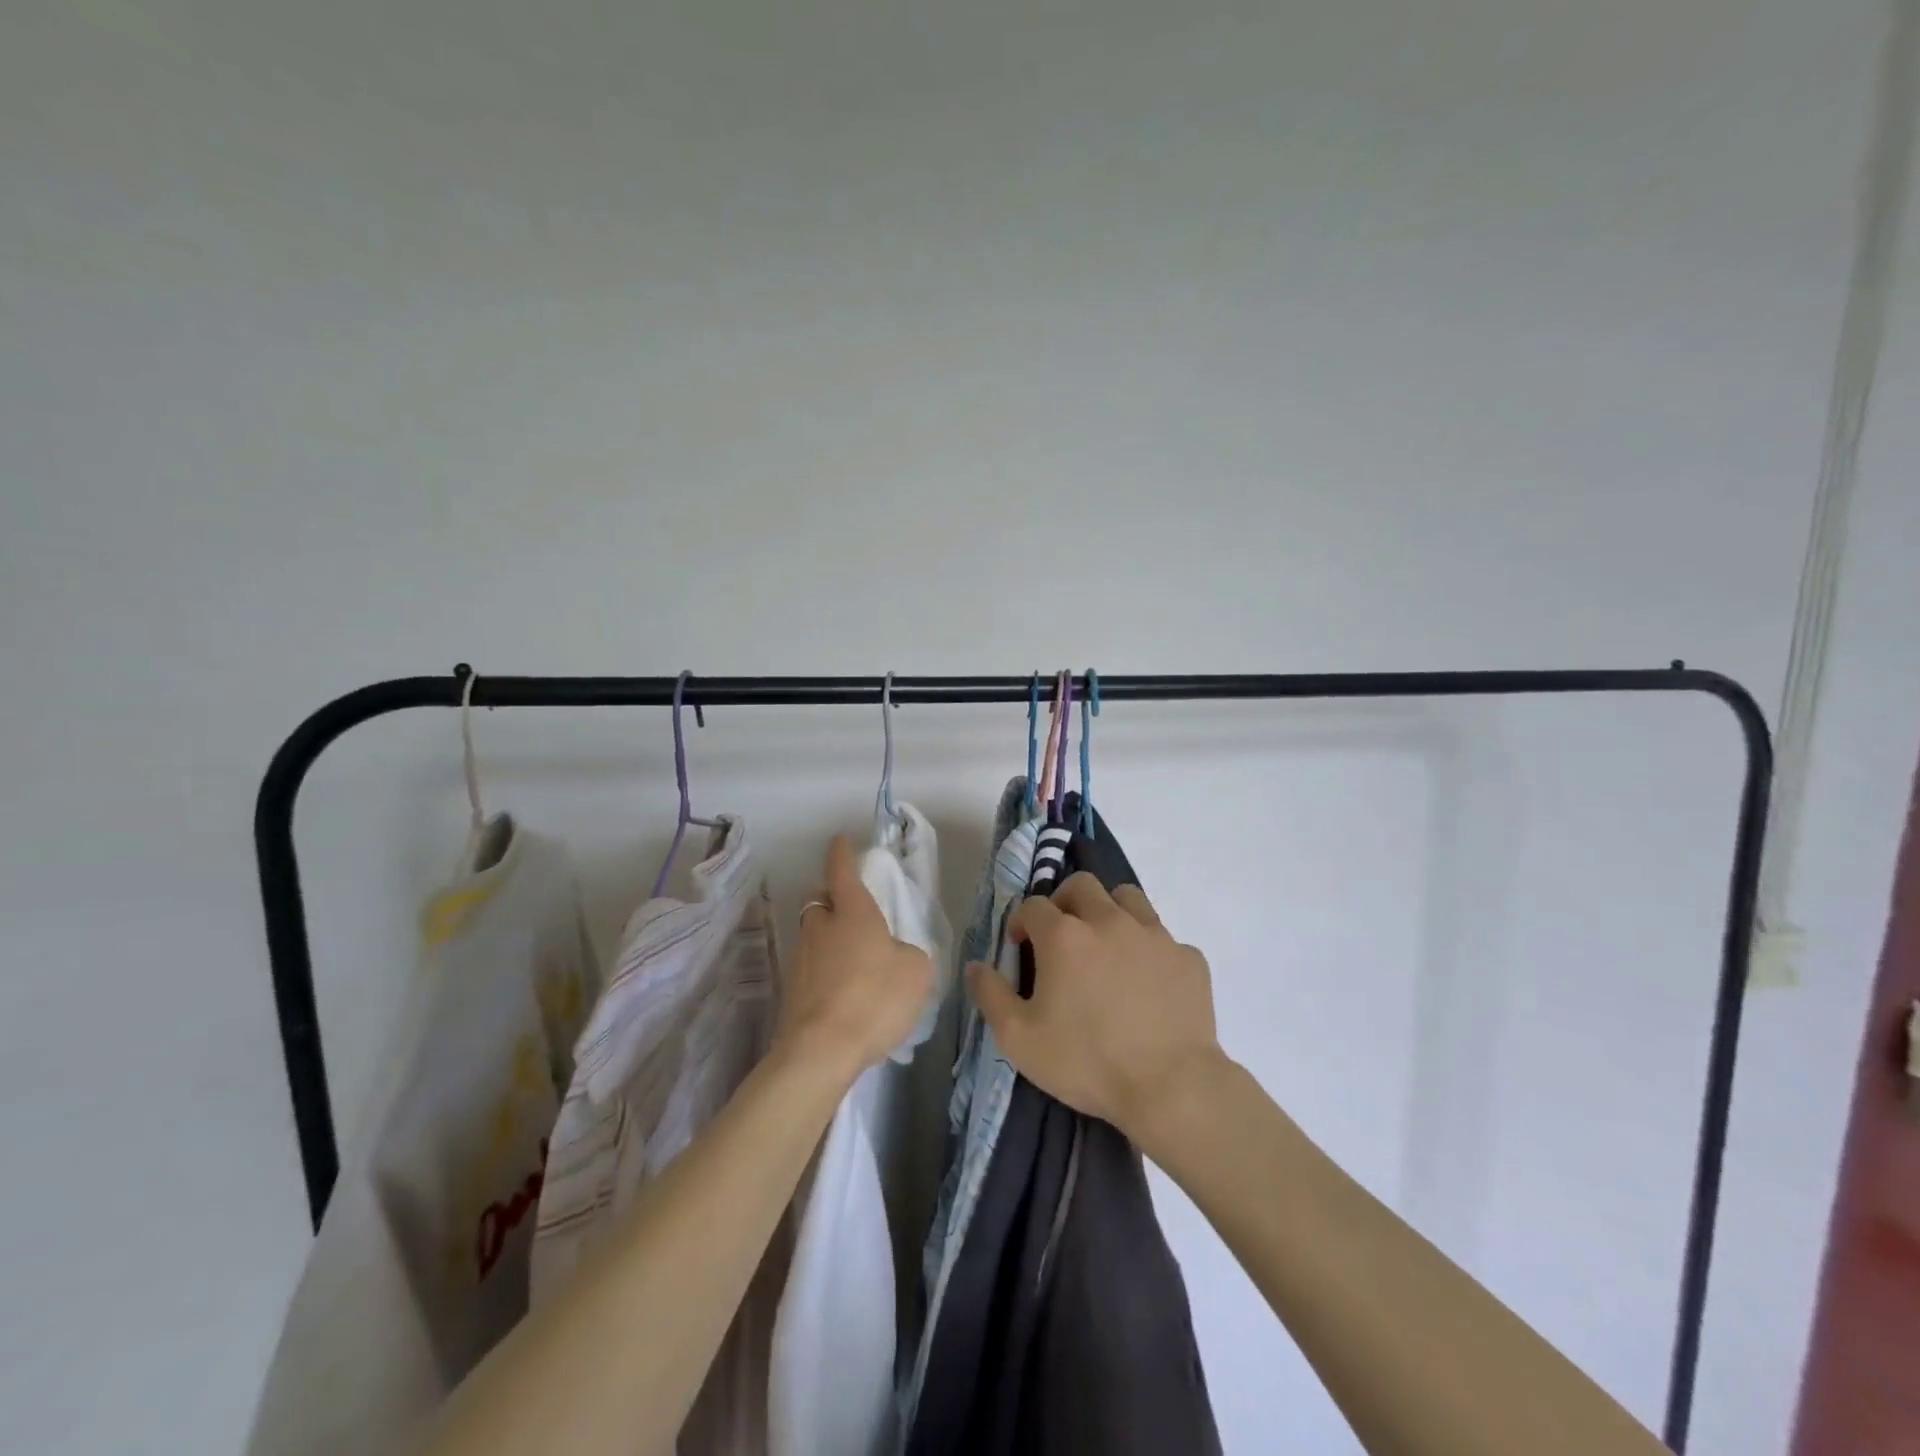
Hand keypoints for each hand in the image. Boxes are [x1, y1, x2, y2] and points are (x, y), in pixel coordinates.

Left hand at [777, 834, 934, 1081]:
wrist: (821, 1051)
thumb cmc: (874, 998)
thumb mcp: (915, 972)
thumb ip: (908, 954)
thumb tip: (896, 955)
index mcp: (852, 911)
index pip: (841, 869)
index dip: (842, 853)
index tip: (841, 841)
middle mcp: (820, 927)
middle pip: (820, 900)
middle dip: (833, 900)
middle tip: (854, 913)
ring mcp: (800, 958)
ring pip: (813, 934)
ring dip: (829, 938)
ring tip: (854, 961)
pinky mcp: (791, 990)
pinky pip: (811, 967)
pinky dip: (825, 970)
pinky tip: (844, 992)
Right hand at [967, 873, 1222, 1140]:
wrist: (1171, 1087)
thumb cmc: (1087, 1062)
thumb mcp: (1019, 1039)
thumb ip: (990, 995)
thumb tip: (975, 966)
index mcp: (1065, 935)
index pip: (1033, 905)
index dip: (1022, 922)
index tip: (1021, 949)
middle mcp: (1109, 920)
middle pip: (1081, 885)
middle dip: (1064, 902)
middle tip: (1062, 937)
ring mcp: (1154, 935)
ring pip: (1127, 897)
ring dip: (1110, 911)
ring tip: (1106, 946)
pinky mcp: (1188, 957)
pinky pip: (1163, 938)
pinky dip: (1149, 950)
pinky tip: (1148, 983)